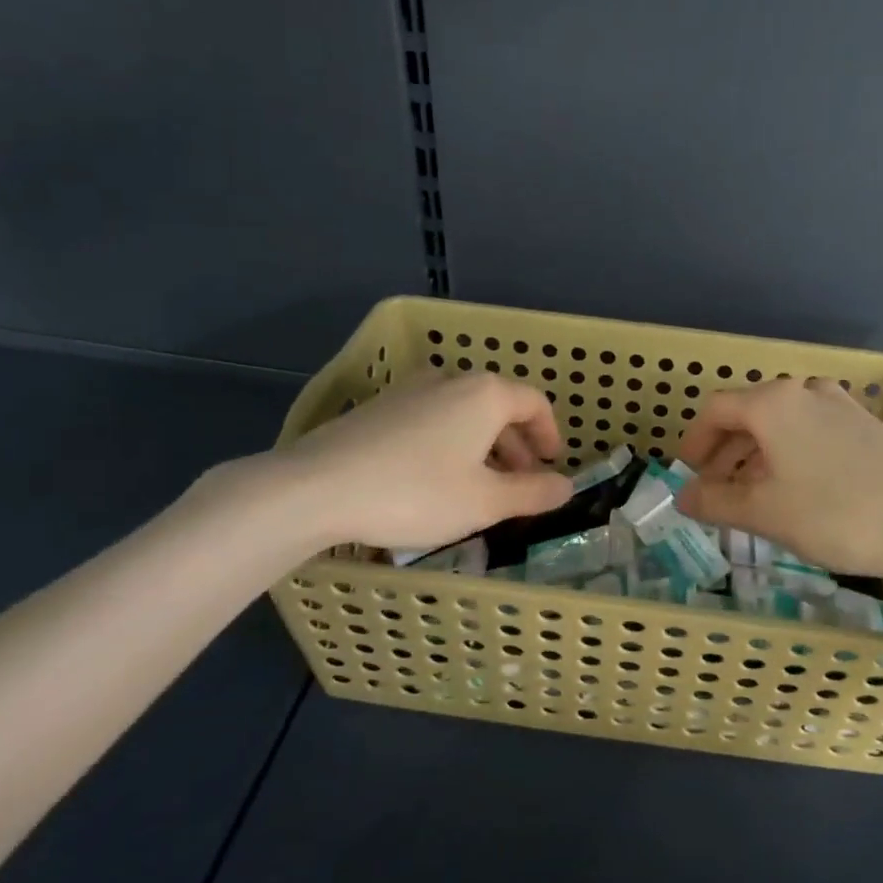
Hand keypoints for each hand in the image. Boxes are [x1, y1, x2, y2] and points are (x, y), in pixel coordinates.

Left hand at [245, 372, 572, 552]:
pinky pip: (431, 419)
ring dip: (482, 446)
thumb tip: (567, 487)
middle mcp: (451, 380)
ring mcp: (410, 390)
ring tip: (479, 486)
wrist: (316, 487)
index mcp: (485, 394)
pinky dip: (449, 443)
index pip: (534, 402)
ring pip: (463, 413)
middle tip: (519, 483)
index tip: (551, 464)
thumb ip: (532, 493)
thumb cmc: (416, 492)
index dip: (549, 434)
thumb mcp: (484, 502)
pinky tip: (434, 479)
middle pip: (498, 406)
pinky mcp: (378, 407)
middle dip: (515, 445)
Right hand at [675, 377, 882, 582]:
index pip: (716, 410)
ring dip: (758, 456)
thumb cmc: (836, 514)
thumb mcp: (765, 513)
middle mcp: (806, 392)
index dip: (694, 441)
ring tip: (754, 496)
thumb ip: (716, 501)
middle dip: (726, 452)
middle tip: (716, 490)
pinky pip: (812, 433)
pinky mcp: (868, 427)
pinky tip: (799, 491)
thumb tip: (684, 496)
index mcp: (774, 403)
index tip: (688, 472)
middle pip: (749, 414)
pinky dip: (791, 455)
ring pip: (783, 425)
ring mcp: (842, 406)